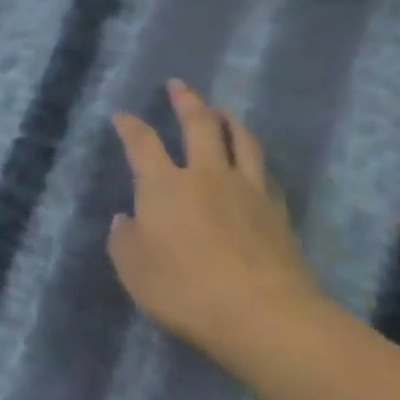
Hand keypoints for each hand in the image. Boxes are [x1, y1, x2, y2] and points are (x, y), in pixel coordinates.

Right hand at [109, 80, 326, 373]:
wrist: (265, 315)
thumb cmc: (186, 291)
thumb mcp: (134, 271)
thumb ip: (124, 240)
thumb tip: (126, 219)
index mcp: (164, 185)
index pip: (142, 143)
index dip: (130, 125)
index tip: (122, 116)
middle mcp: (206, 175)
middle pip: (199, 125)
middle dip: (186, 101)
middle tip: (179, 85)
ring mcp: (246, 190)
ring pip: (239, 139)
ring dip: (227, 119)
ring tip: (220, 110)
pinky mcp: (277, 211)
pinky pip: (264, 170)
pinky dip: (253, 157)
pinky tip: (252, 161)